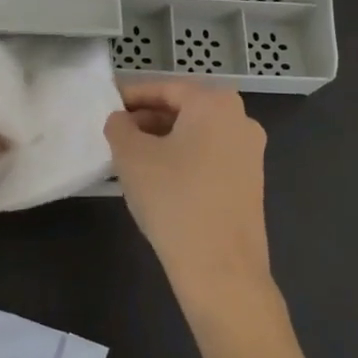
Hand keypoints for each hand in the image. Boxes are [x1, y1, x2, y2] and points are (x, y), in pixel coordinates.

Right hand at [105, 80, 274, 309]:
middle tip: (116, 133)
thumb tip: (121, 121)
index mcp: (215, 103)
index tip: (107, 105)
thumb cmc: (174, 200)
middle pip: (184, 108)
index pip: (164, 88)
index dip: (131, 95)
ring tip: (131, 158)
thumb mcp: (131, 157)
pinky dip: (183, 159)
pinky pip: (210, 156)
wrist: (221, 270)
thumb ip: (119, 126)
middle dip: (148, 118)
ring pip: (197, 134)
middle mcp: (240, 119)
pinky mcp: (250, 182)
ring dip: (164, 140)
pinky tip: (159, 180)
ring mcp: (250, 152)